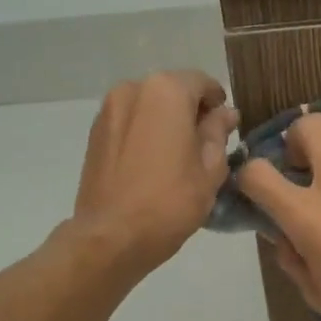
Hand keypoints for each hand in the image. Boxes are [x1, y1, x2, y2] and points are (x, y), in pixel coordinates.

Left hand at [71, 71, 238, 275]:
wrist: (111, 237)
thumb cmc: (170, 201)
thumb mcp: (210, 168)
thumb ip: (218, 132)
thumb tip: (225, 113)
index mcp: (166, 91)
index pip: (202, 83)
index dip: (218, 104)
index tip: (226, 130)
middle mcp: (133, 89)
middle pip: (173, 91)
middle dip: (190, 112)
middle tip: (204, 147)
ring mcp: (108, 110)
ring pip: (149, 106)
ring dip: (166, 122)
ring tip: (176, 159)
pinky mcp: (94, 133)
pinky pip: (130, 123)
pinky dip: (144, 133)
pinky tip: (152, 165)